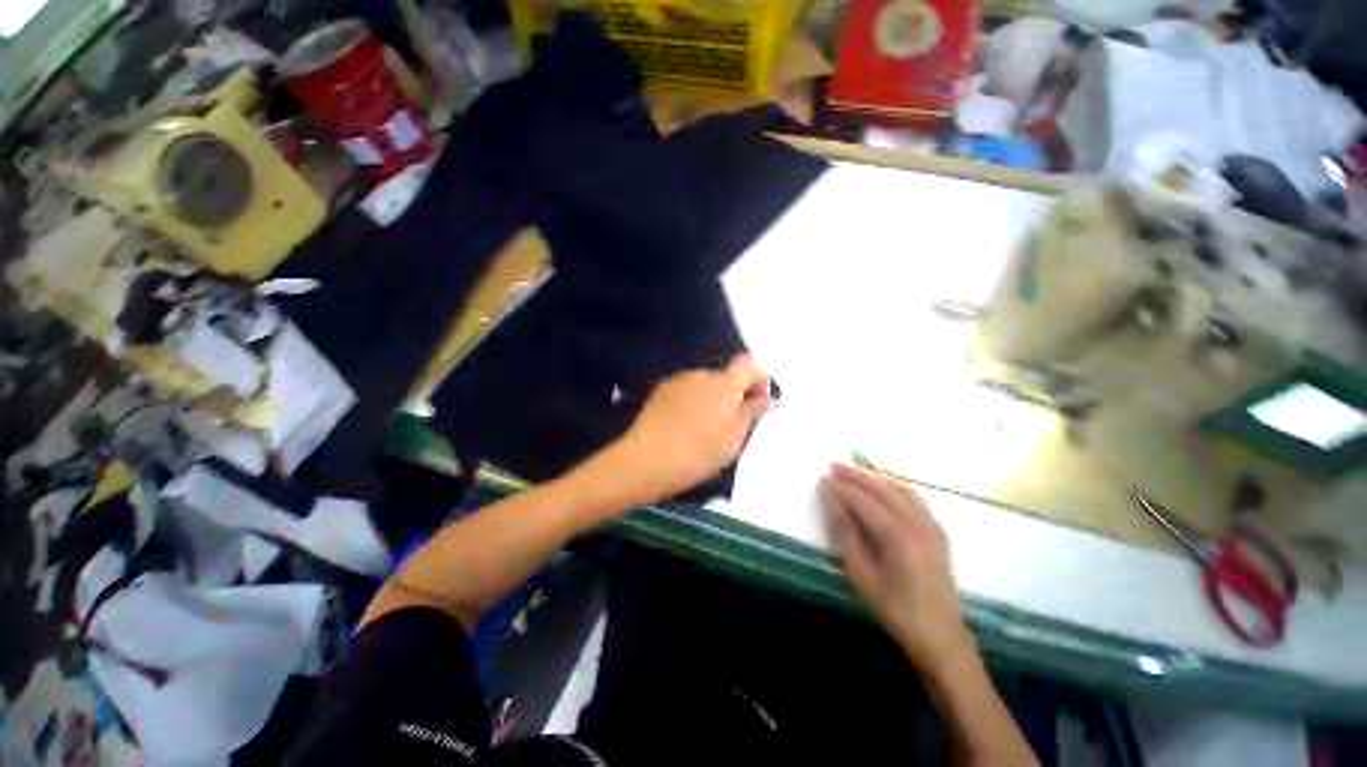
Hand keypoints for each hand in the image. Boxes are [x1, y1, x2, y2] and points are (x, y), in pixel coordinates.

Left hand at [603, 355, 772, 502]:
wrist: (647, 460)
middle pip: (726, 377)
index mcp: (724, 384)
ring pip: (705, 385)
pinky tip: (684, 426)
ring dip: (712, 399)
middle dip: (734, 394)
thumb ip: (752, 412)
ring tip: (704, 430)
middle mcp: (701, 374)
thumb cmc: (698, 452)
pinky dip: (692, 402)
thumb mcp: (734, 438)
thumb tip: (767, 398)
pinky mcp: (660, 391)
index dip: (760, 379)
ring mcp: (678, 381)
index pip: (749, 365)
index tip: (759, 402)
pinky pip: (686, 391)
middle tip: (732, 425)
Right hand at [822, 464, 971, 665]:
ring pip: (900, 489)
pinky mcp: (938, 532)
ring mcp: (931, 526)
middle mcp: (916, 523)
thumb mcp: (861, 577)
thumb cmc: (895, 610)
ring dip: (875, 478)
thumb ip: (846, 536)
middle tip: (834, 466)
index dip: (841, 488)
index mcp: (896, 535)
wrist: (941, 637)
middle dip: (856, 475)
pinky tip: (886, 488)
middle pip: (881, 489)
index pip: (863, 501)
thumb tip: (833, 504)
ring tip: (855, 472)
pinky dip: (896, 487)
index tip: (823, 479)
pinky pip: (915, 499)